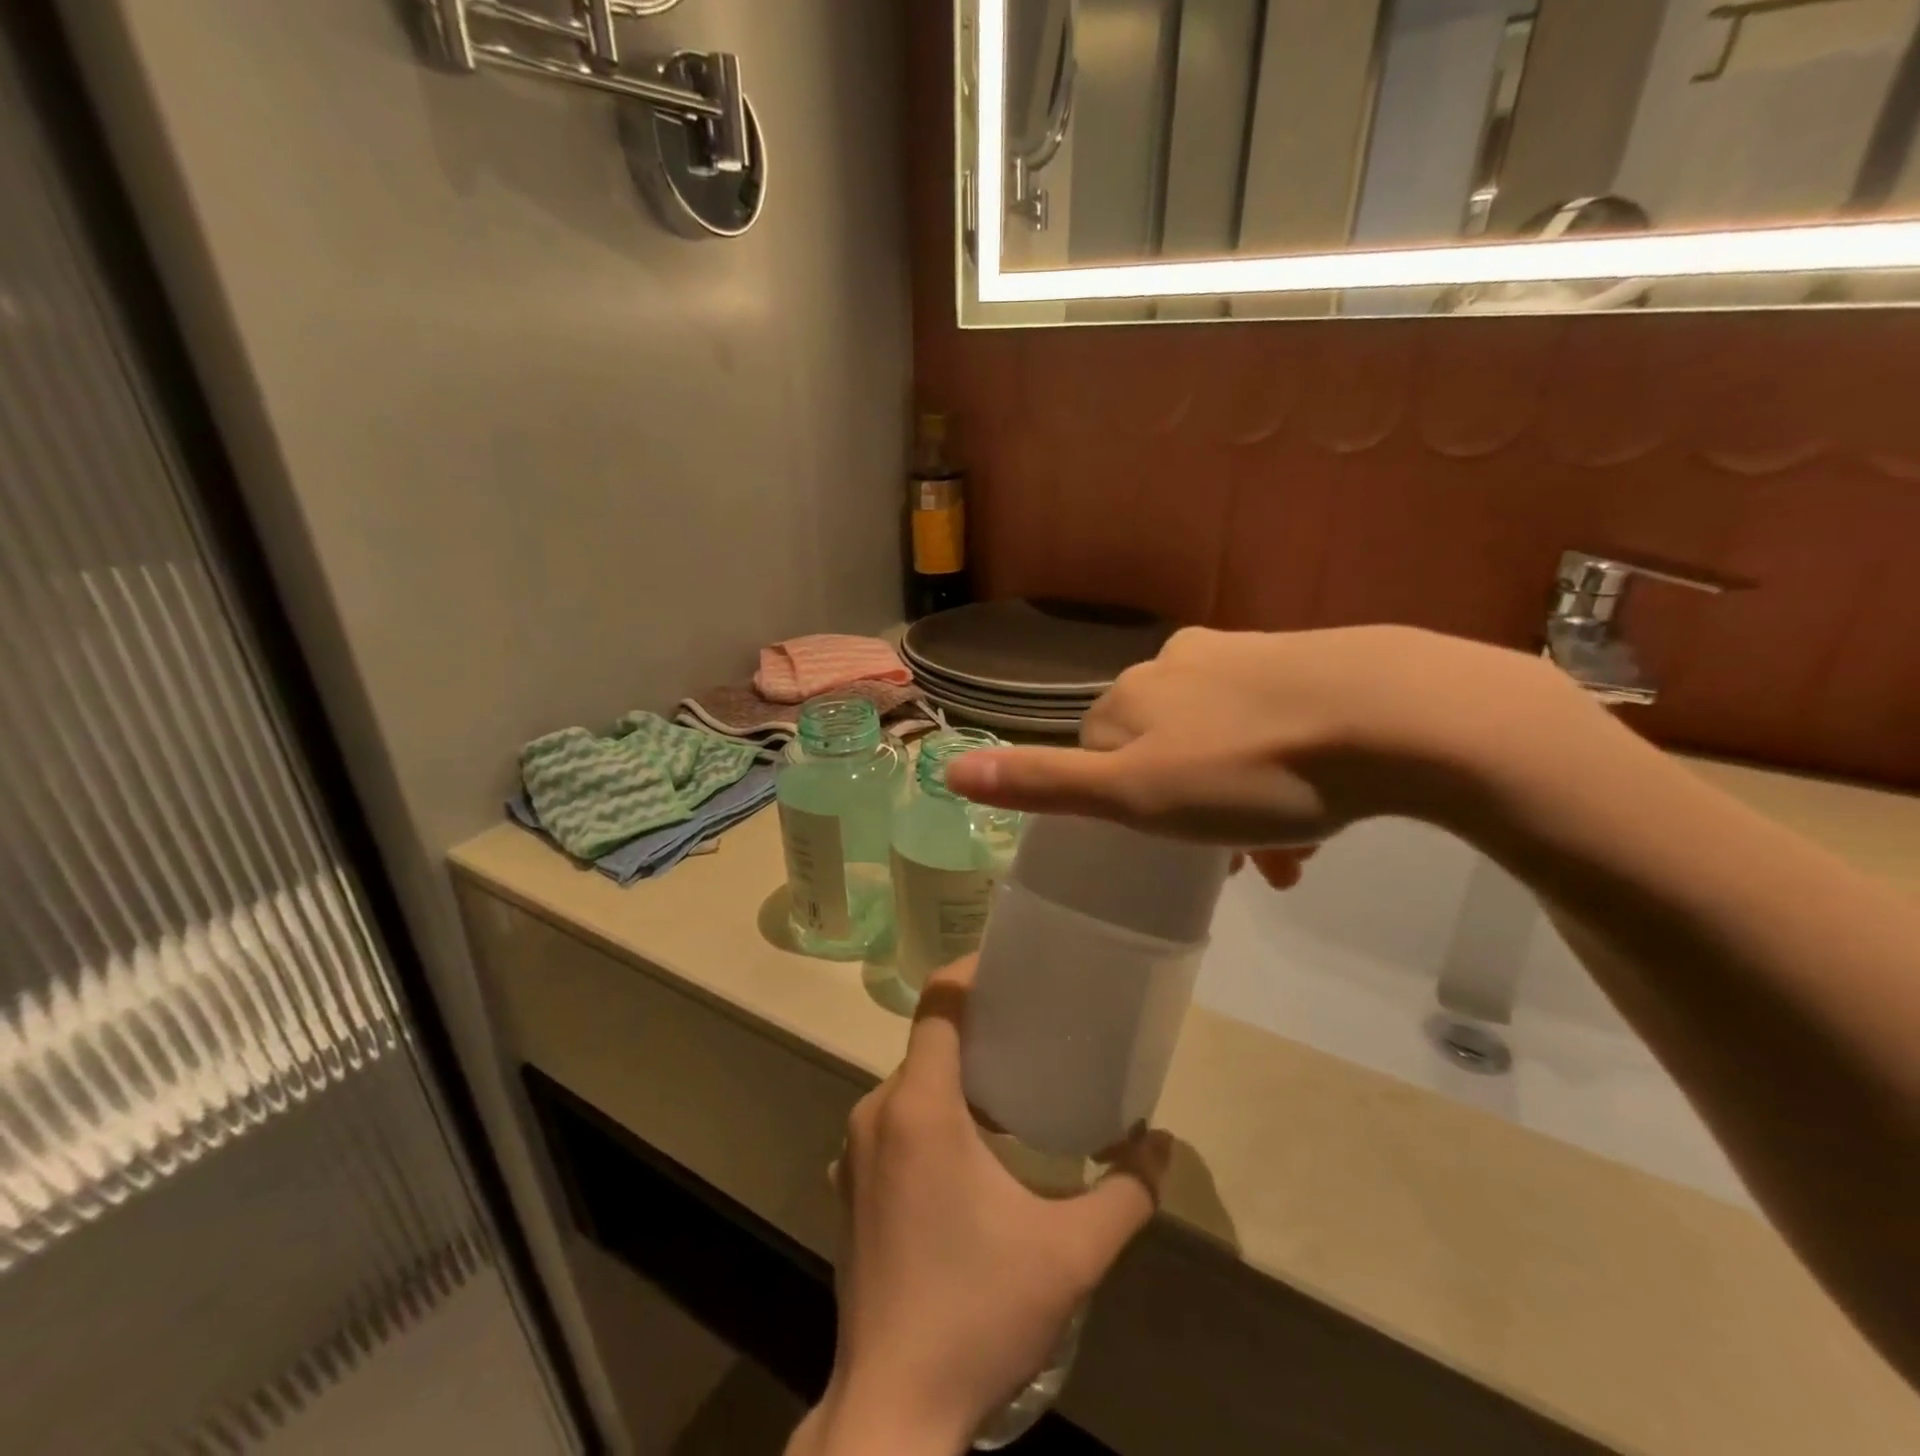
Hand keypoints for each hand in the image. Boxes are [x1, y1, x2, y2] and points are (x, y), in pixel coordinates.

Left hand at [791, 958, 1170, 1455]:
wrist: (893, 1409)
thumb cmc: (980, 1312)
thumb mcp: (1072, 1253)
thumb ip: (1128, 1191)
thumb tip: (1162, 1142)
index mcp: (920, 1106)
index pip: (938, 1003)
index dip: (971, 972)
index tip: (1012, 969)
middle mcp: (877, 1112)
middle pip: (929, 1041)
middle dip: (978, 1028)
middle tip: (1032, 1031)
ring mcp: (855, 1150)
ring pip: (912, 1083)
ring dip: (956, 1075)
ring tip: (1011, 1088)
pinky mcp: (849, 1185)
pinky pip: (894, 1120)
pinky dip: (932, 1112)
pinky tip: (971, 1149)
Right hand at [945, 625, 1593, 846]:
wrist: (1398, 717)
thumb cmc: (1251, 770)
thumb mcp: (1135, 795)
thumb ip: (1043, 784)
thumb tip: (947, 767)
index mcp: (1133, 694)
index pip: (1098, 753)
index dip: (1125, 808)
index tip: (1165, 853)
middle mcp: (1179, 663)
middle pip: (1164, 749)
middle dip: (1189, 811)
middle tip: (1236, 864)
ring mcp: (1246, 656)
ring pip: (1222, 742)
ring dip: (1241, 804)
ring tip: (1289, 856)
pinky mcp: (1308, 662)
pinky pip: (1274, 726)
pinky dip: (1283, 774)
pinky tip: (1325, 813)